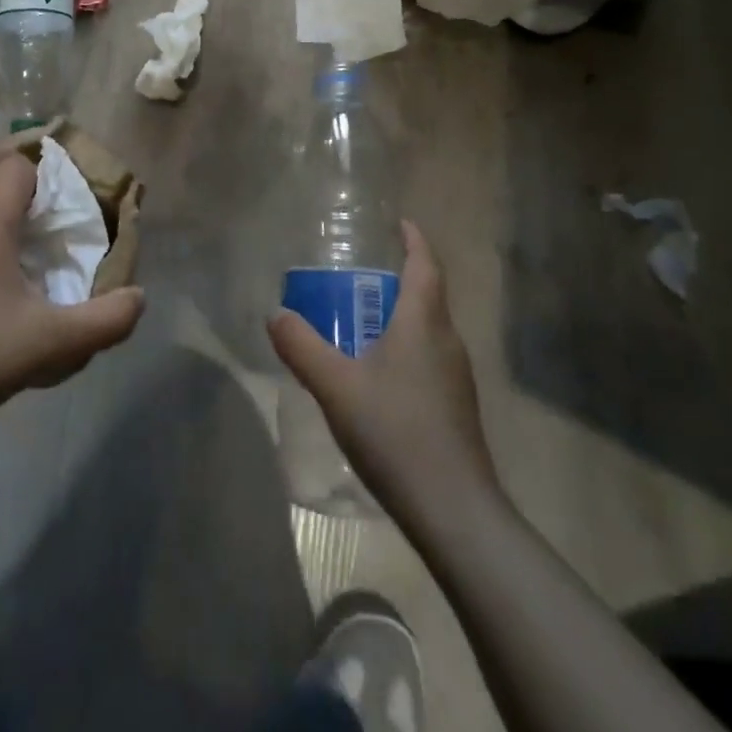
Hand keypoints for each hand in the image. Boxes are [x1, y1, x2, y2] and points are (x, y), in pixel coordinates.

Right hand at [268, 221, 499, 519]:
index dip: (414, 240)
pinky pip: (427, 359)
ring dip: (399, 317)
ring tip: (360, 324)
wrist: (453, 508)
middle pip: (427, 296)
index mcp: (424, 324)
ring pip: (427, 331)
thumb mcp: (336, 386)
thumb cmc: (395, 432)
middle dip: (397, 280)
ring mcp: (456, 377)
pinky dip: (403, 349)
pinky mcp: (455, 407)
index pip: (425, 266)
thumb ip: (302, 347)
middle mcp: (447, 342)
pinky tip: (375, 378)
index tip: (400, 223)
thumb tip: (275, 315)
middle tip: (358, 278)